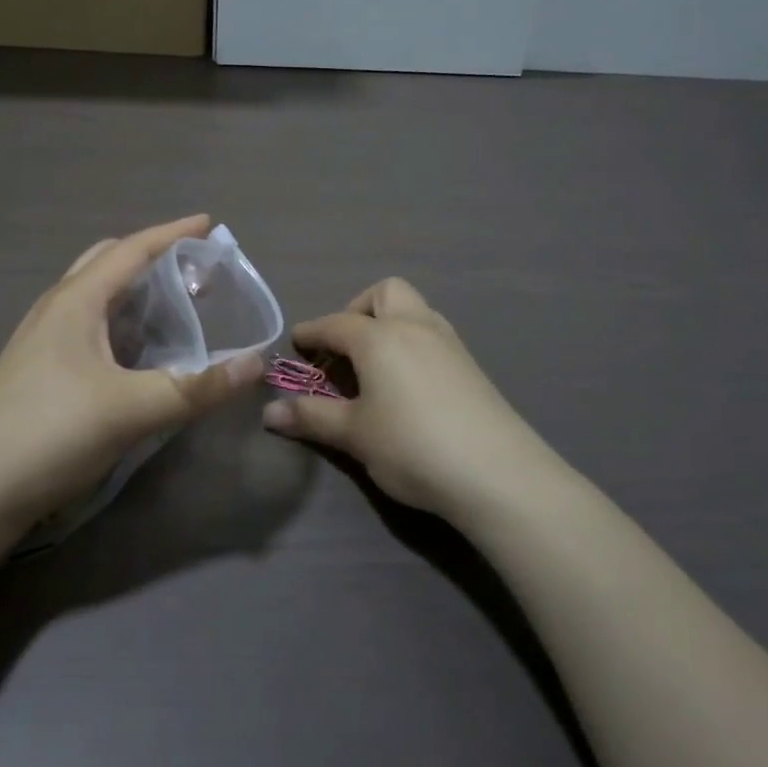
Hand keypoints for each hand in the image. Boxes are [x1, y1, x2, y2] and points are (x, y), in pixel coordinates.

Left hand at [0, 215, 264, 545]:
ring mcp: (42, 341)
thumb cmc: (50, 433)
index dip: (173, 234)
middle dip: (153, 259)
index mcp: (76, 301)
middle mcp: (56, 310)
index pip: (132, 250)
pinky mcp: (39, 372)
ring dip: (135, 291)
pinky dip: (120, 324)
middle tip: (194, 274)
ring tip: (173, 307)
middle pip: (108, 264)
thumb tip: (256, 364)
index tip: (209, 225)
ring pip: (95, 297)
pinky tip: (136, 353)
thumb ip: (197, 387)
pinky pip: (88, 328)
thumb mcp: (132, 410)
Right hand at [261, 278, 561, 523]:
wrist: (498, 473)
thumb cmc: (412, 446)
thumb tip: (269, 411)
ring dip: (388, 324)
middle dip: (358, 310)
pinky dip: (411, 343)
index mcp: (380, 337)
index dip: (311, 332)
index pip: (336, 323)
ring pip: (414, 310)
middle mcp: (415, 326)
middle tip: (344, 349)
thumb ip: (311, 416)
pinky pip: (432, 334)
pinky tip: (407, 384)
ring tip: (373, 367)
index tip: (296, 344)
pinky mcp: (471, 365)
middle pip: (384, 293)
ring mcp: (449, 343)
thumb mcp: (354, 434)